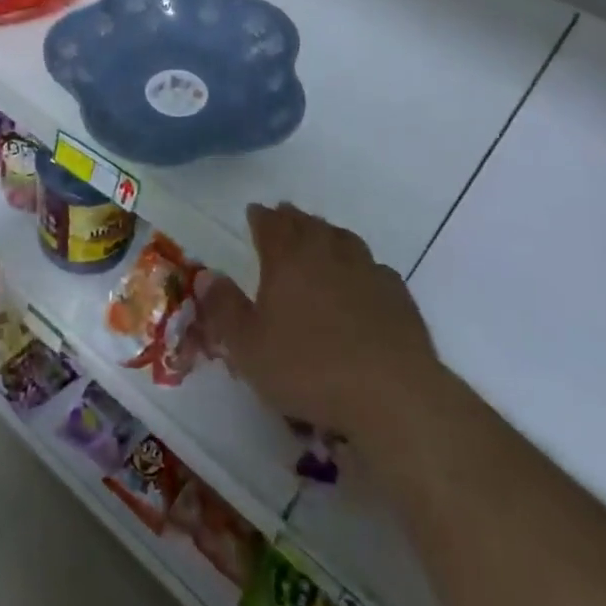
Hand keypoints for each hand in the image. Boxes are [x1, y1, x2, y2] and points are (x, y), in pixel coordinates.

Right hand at [198, 203, 436, 439]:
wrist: (392, 394)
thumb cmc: (309, 369)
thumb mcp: (248, 347)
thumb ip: (224, 309)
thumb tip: (207, 276)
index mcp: (287, 259)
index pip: (270, 225)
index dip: (260, 217)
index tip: (254, 212)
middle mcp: (327, 253)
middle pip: (307, 224)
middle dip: (292, 219)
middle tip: (284, 216)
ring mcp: (367, 270)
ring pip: (343, 239)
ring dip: (327, 234)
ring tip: (320, 237)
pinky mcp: (397, 294)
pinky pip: (373, 267)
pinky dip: (360, 265)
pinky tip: (361, 278)